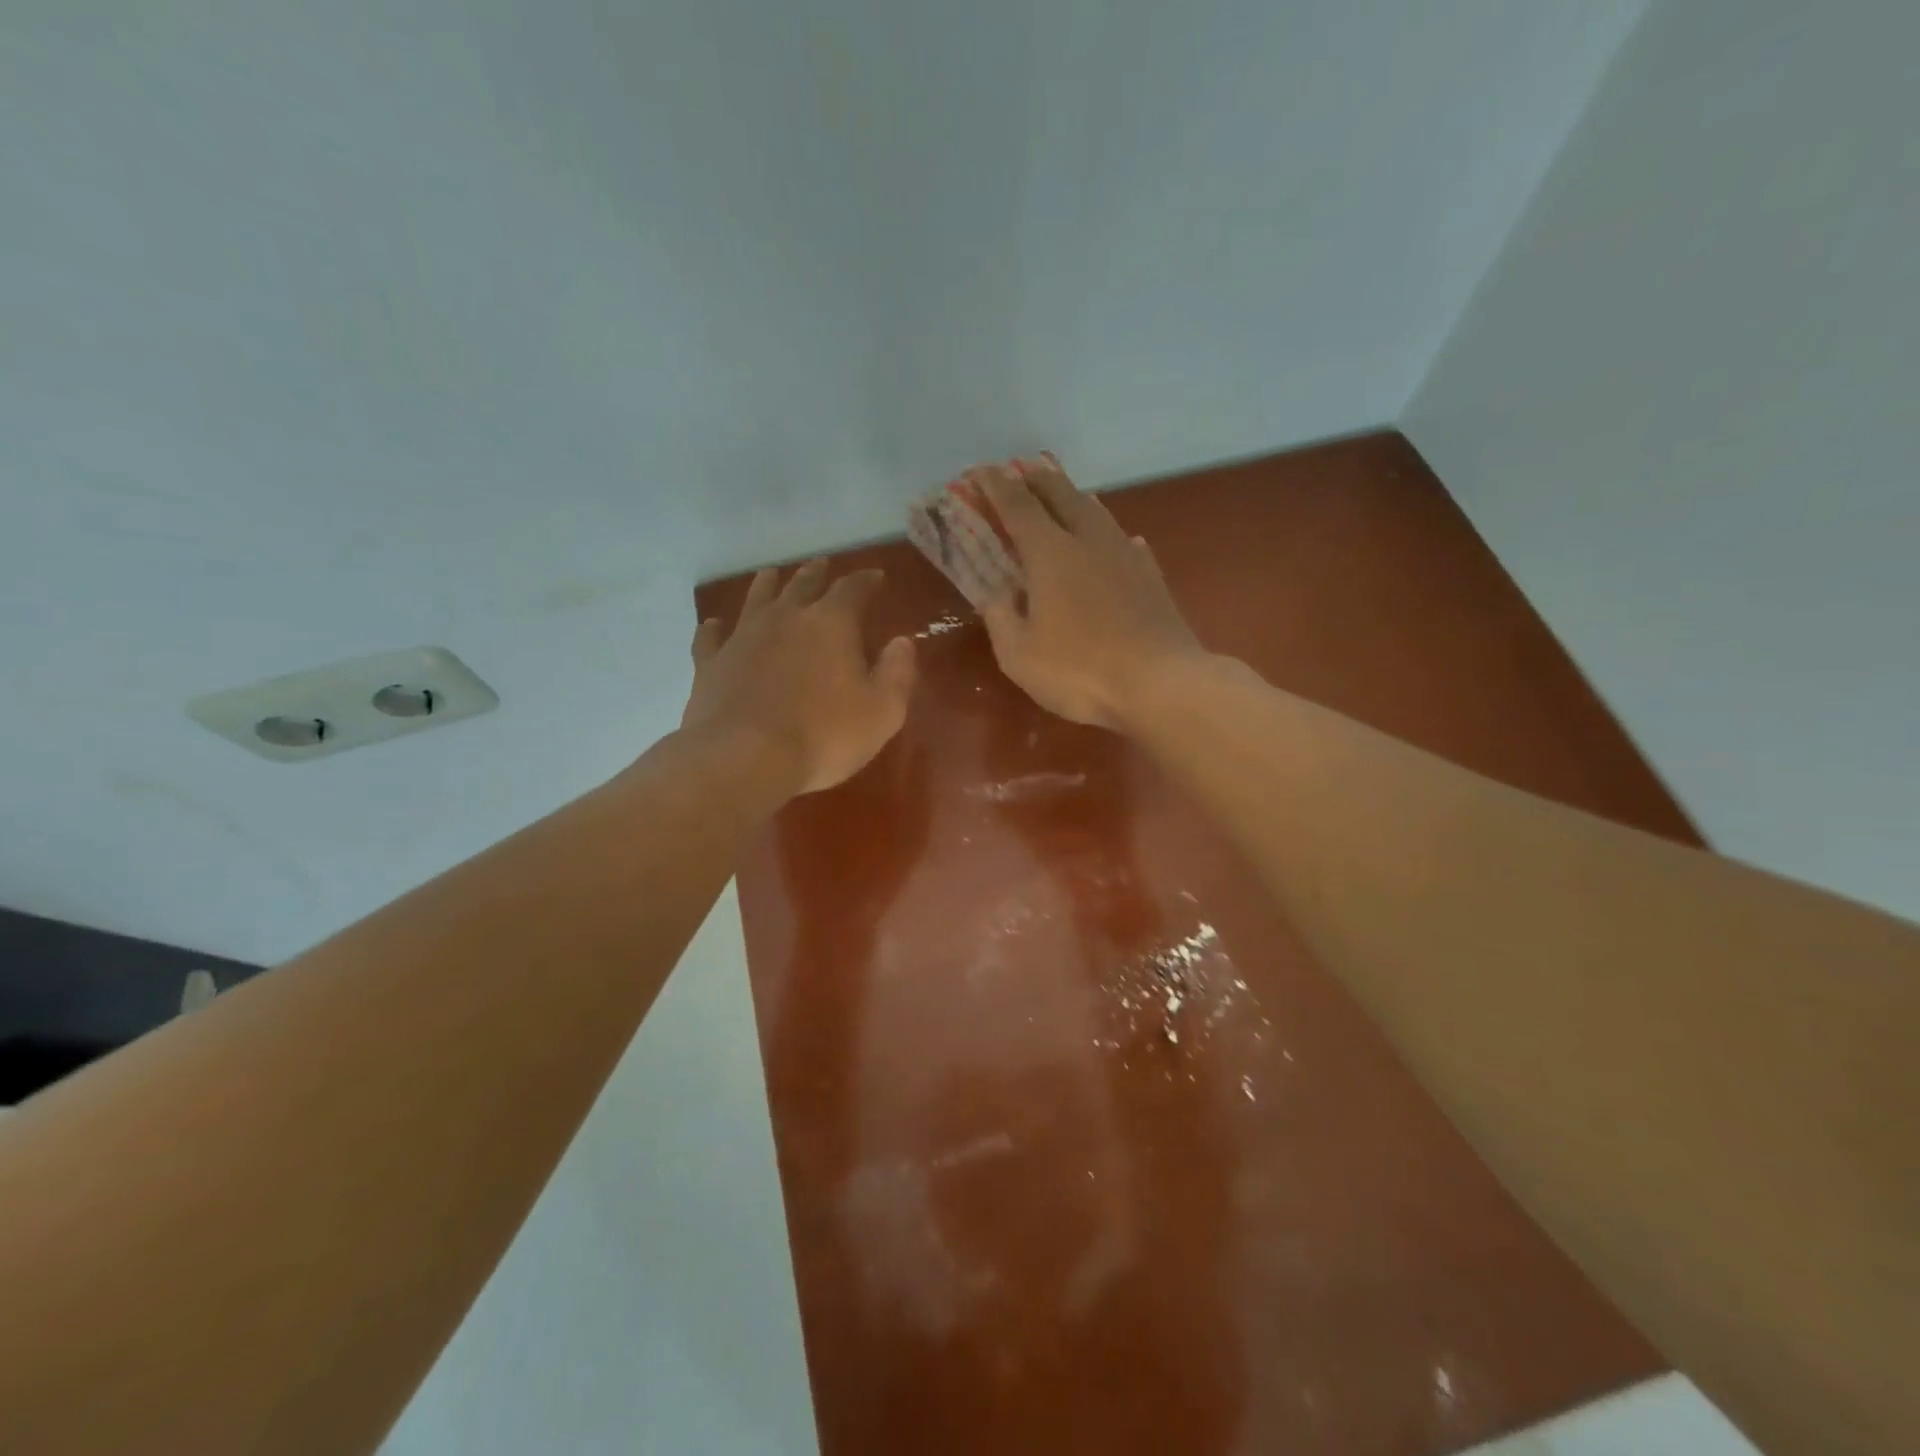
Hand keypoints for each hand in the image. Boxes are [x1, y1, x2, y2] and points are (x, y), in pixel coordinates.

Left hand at [682, 561, 915, 794]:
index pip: (853, 588)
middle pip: (803, 583)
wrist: (745, 758)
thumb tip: (902, 642)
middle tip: (823, 565)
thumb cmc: (825, 736)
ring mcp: (743, 636)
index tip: (876, 576)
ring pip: (757, 597)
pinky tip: (715, 624)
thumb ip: (897, 672)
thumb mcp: (882, 711)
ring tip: (772, 575)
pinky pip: (711, 635)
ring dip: (768, 584)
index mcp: (831, 623)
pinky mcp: (710, 662)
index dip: (866, 580)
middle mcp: (786, 617)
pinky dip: (716, 627)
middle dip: (817, 573)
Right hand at [972, 454, 1205, 728]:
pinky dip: (1109, 535)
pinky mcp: (1151, 577)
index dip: (995, 485)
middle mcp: (1089, 541)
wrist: (1161, 683)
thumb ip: (1001, 619)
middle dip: (1037, 479)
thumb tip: (997, 595)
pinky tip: (1116, 542)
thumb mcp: (1020, 655)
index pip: (1017, 505)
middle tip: (1020, 472)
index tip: (980, 471)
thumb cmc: (1080, 670)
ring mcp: (1126, 556)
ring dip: (1074, 498)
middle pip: (1061, 494)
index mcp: (1050, 553)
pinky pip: (1125, 542)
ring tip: (1062, 497)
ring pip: (1096, 511)